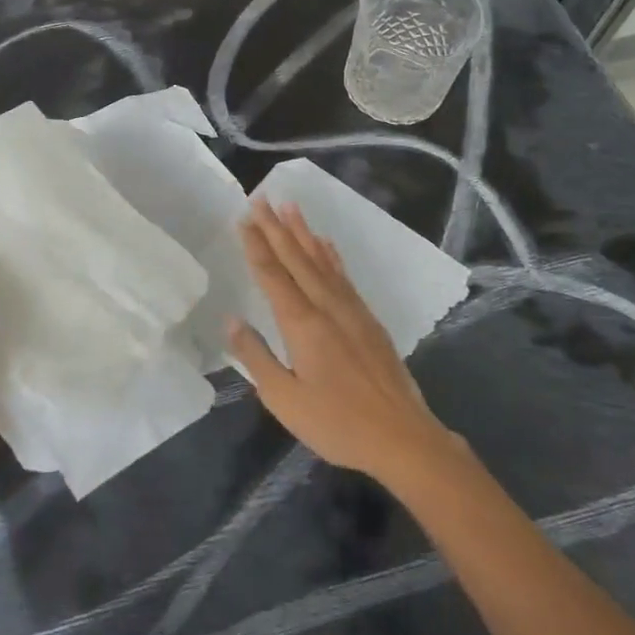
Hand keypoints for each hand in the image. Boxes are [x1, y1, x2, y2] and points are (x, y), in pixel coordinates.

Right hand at [229, 200, 459, 487]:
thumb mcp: (285, 400)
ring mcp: (351, 309)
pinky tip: (325, 243)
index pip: (272, 275)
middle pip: (296, 258)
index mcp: (302, 323)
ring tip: (290, 206)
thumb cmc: (338, 423)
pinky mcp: (368, 319)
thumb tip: (231, 320)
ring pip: (321, 260)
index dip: (256, 245)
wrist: (403, 437)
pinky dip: (331, 254)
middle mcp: (326, 305)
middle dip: (276, 227)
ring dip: (303, 231)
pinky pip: (342, 274)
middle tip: (261, 197)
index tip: (243, 218)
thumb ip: (257, 357)